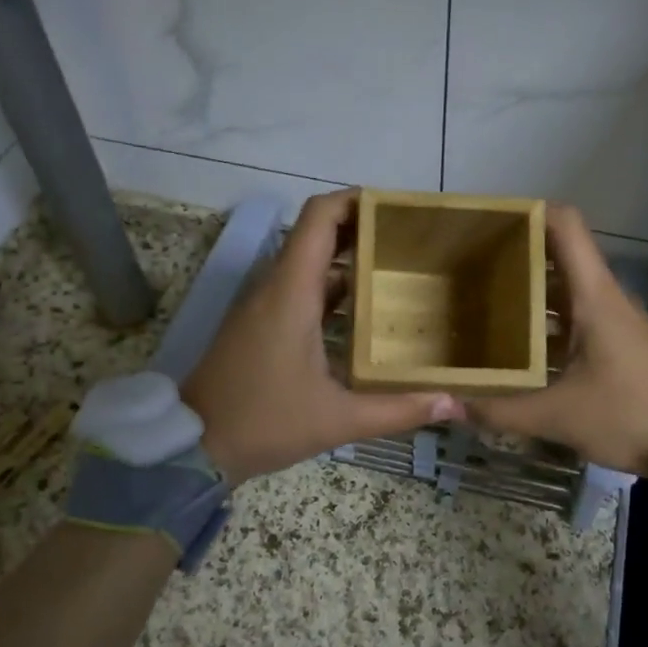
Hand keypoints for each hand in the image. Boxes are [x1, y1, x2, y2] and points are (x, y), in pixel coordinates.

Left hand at [183, 190, 461, 483]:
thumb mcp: (338, 420)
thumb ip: (398, 410)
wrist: (192, 446)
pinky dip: (332, 289)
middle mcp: (275, 287)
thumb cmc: (264, 422)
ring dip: (348, 260)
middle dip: (362, 229)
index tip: (395, 207)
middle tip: (410, 241)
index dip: (355, 200)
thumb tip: (454, 402)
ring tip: (397, 271)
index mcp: (291, 292)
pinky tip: (365, 313)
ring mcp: (264, 304)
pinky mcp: (260, 323)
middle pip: (317, 234)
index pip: (319, 217)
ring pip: (309, 262)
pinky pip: (300, 288)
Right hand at [464, 205, 647, 480]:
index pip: (566, 226)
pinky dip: (549, 320)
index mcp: (594, 296)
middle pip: (561, 255)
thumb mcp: (557, 416)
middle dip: (518, 255)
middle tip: (472, 268)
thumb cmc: (627, 415)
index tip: (491, 221)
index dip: (530, 212)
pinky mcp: (622, 342)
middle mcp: (607, 297)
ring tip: (487, 304)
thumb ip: (500, 410)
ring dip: (533, 291)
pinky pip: (579, 315)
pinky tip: (523, 347)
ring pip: (569, 288)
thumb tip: (449, 404)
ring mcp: (618, 319)